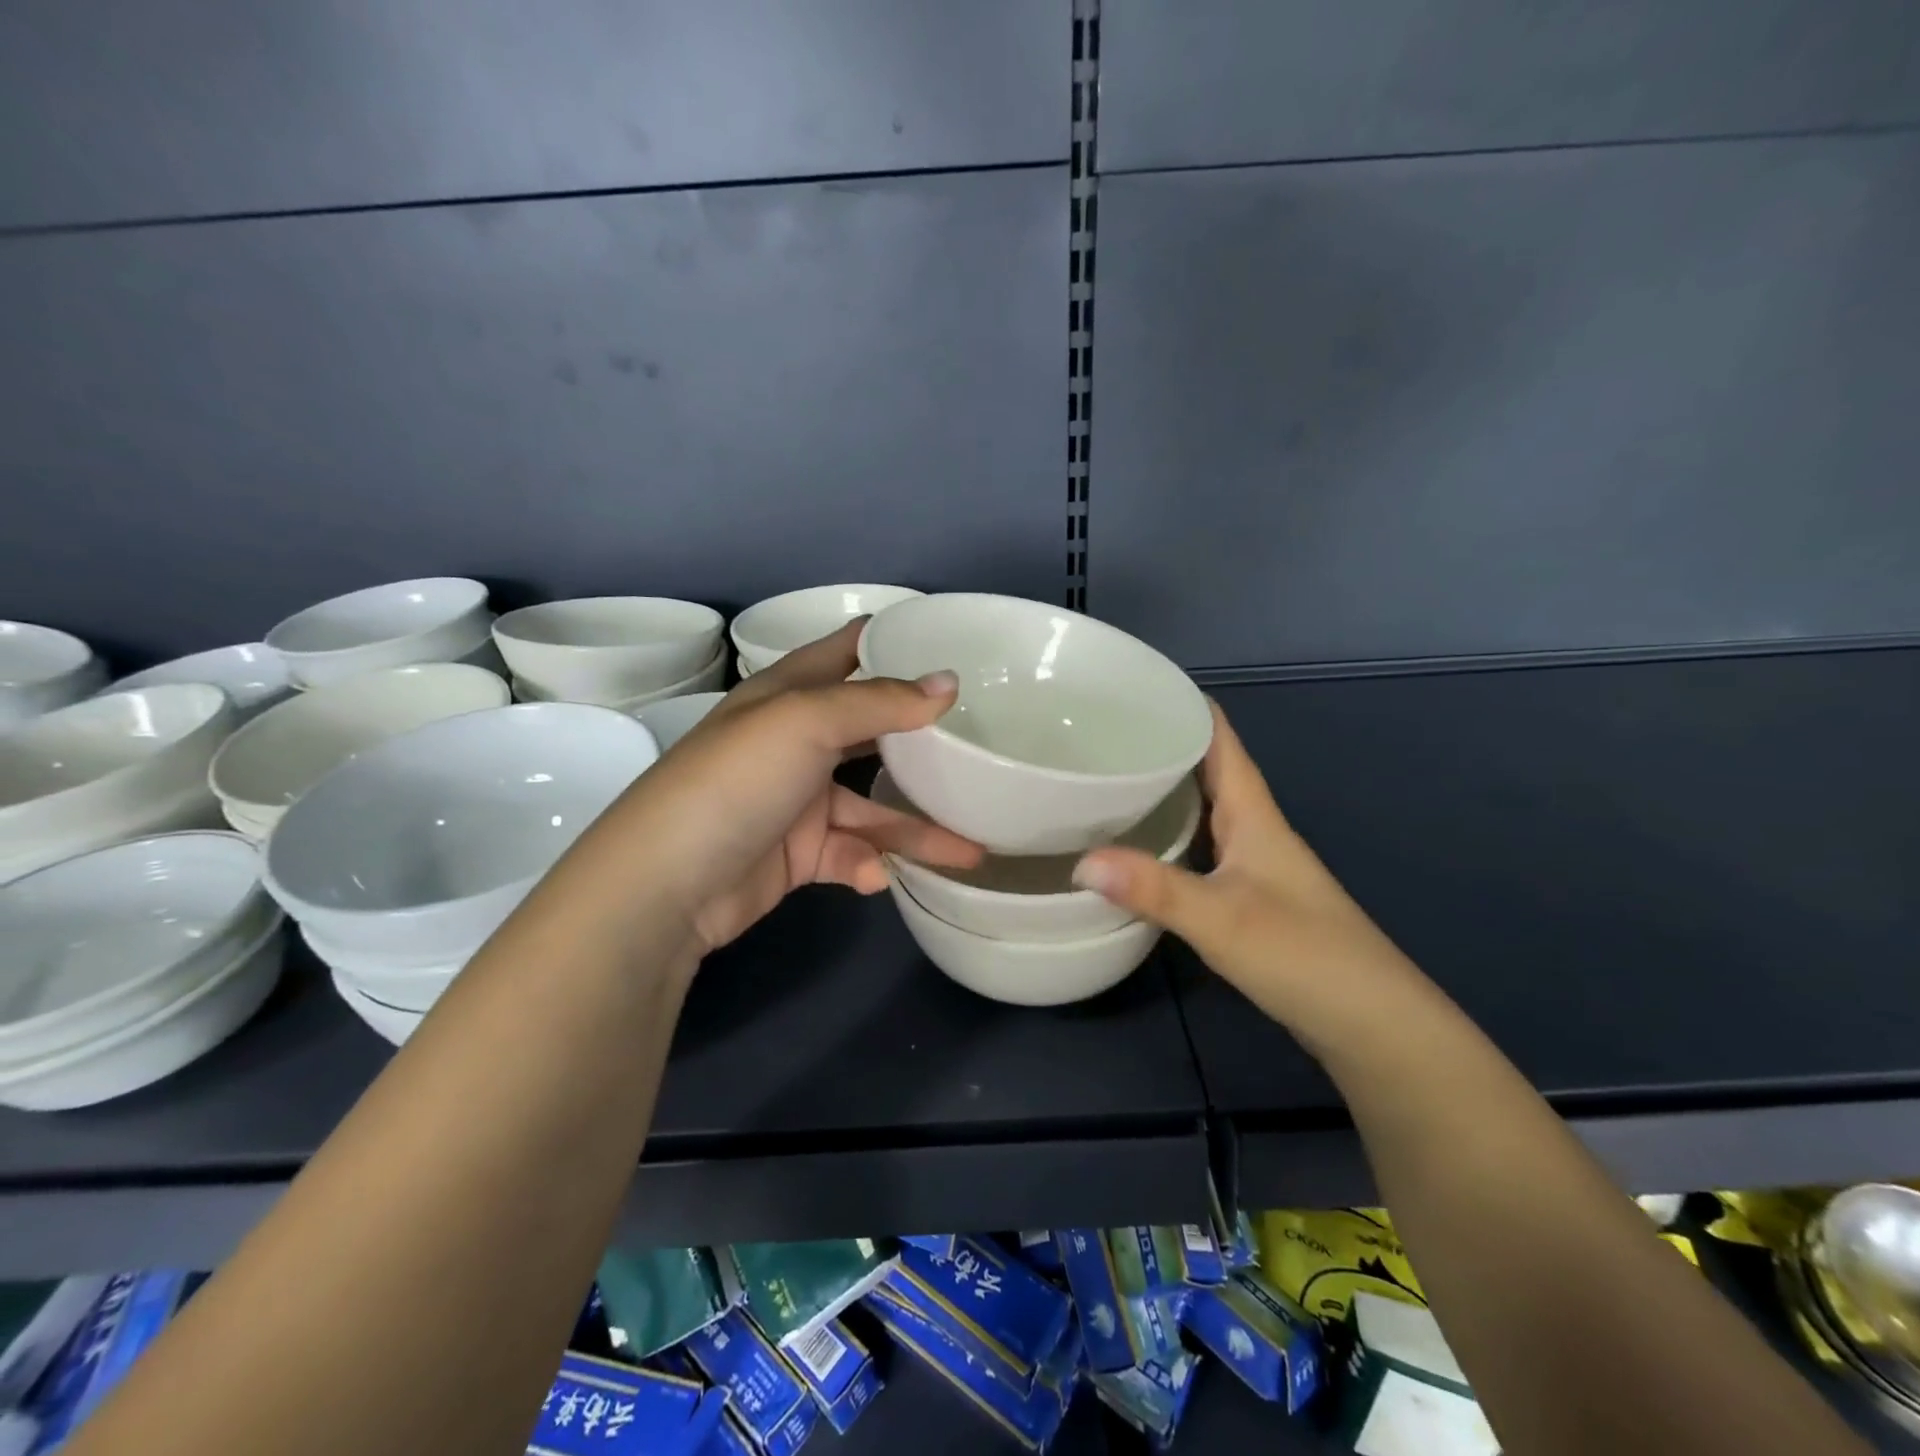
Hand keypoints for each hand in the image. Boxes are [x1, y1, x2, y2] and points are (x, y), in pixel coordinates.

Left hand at [600, 620, 982, 953]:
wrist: (669, 885)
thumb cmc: (738, 779)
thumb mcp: (808, 722)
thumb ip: (881, 703)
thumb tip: (950, 683)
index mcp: (790, 694)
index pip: (848, 652)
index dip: (893, 641)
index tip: (949, 640)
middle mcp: (796, 741)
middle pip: (871, 732)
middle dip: (923, 742)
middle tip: (981, 743)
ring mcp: (797, 800)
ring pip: (872, 807)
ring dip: (915, 829)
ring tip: (971, 849)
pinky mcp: (798, 853)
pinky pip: (848, 853)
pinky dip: (866, 865)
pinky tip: (875, 876)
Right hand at [1071, 702, 1425, 1055]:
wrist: (1373, 1024)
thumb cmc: (1305, 955)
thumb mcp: (1223, 918)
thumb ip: (1153, 889)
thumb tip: (1079, 861)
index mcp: (1254, 814)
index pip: (1219, 739)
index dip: (1184, 704)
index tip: (1132, 686)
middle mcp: (1254, 828)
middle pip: (1206, 769)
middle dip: (1160, 744)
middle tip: (1098, 733)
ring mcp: (1252, 864)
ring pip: (1202, 809)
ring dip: (1163, 790)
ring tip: (1106, 779)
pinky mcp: (1247, 897)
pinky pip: (1199, 846)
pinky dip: (1167, 835)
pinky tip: (1137, 847)